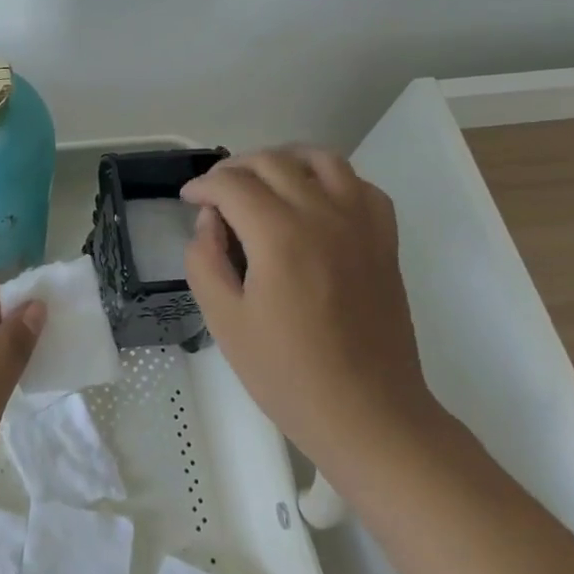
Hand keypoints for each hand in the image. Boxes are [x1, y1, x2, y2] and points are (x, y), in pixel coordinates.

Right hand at [181, 146, 434, 472]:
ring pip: (320, 159)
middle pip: (272, 162)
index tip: (188, 200)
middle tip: (216, 193)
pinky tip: (313, 200)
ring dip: (283, 160)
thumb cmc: (288, 375)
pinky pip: (360, 185)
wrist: (369, 414)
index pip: (232, 185)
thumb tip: (210, 221)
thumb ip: (205, 260)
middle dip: (234, 169)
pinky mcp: (384, 240)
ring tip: (263, 181)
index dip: (203, 186)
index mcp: (280, 236)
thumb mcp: (224, 322)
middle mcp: (323, 215)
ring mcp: (361, 224)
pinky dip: (331, 178)